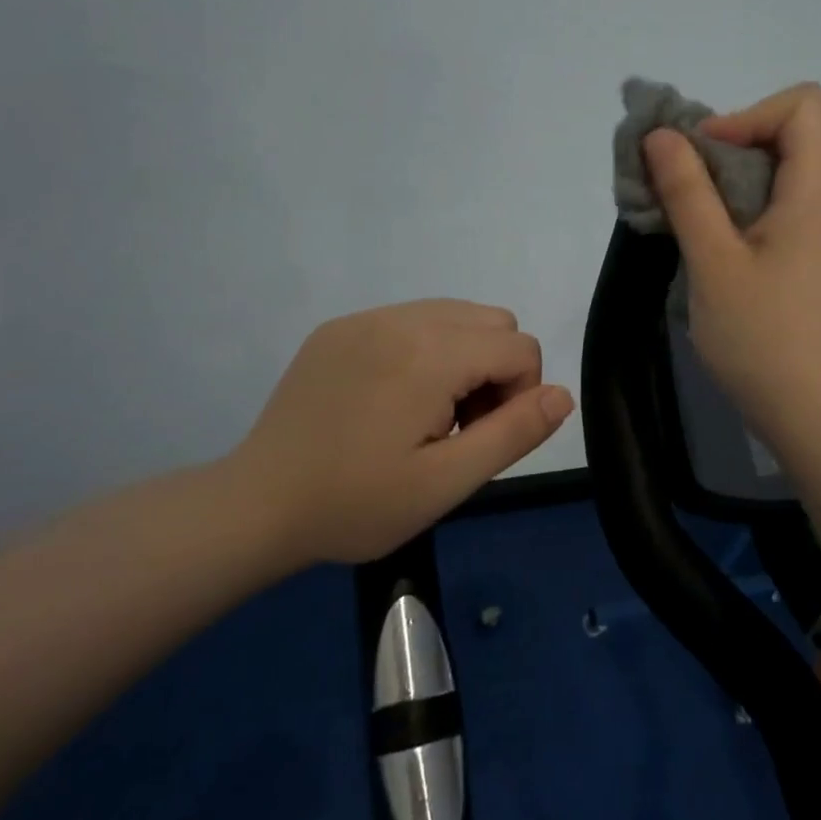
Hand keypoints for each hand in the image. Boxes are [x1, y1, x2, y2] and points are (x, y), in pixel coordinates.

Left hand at [226, 300, 572, 564]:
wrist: (257, 505)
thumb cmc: (357, 503)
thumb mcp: (446, 482)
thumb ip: (514, 433)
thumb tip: (563, 394)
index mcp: (430, 354)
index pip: (519, 347)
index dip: (520, 396)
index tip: (480, 438)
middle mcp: (400, 318)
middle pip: (493, 321)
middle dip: (495, 370)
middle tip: (457, 427)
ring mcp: (365, 318)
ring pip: (454, 314)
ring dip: (462, 357)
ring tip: (427, 413)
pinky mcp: (339, 327)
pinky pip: (409, 319)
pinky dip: (424, 350)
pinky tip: (390, 400)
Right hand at [643, 83, 820, 446]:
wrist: (802, 408)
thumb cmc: (758, 335)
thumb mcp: (713, 261)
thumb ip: (687, 194)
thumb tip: (662, 136)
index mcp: (810, 194)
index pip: (802, 106)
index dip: (748, 114)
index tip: (703, 153)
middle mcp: (818, 203)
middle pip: (781, 136)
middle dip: (720, 145)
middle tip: (674, 182)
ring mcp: (809, 232)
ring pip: (767, 174)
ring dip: (717, 180)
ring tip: (676, 211)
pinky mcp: (796, 258)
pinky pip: (763, 209)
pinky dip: (727, 209)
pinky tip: (696, 242)